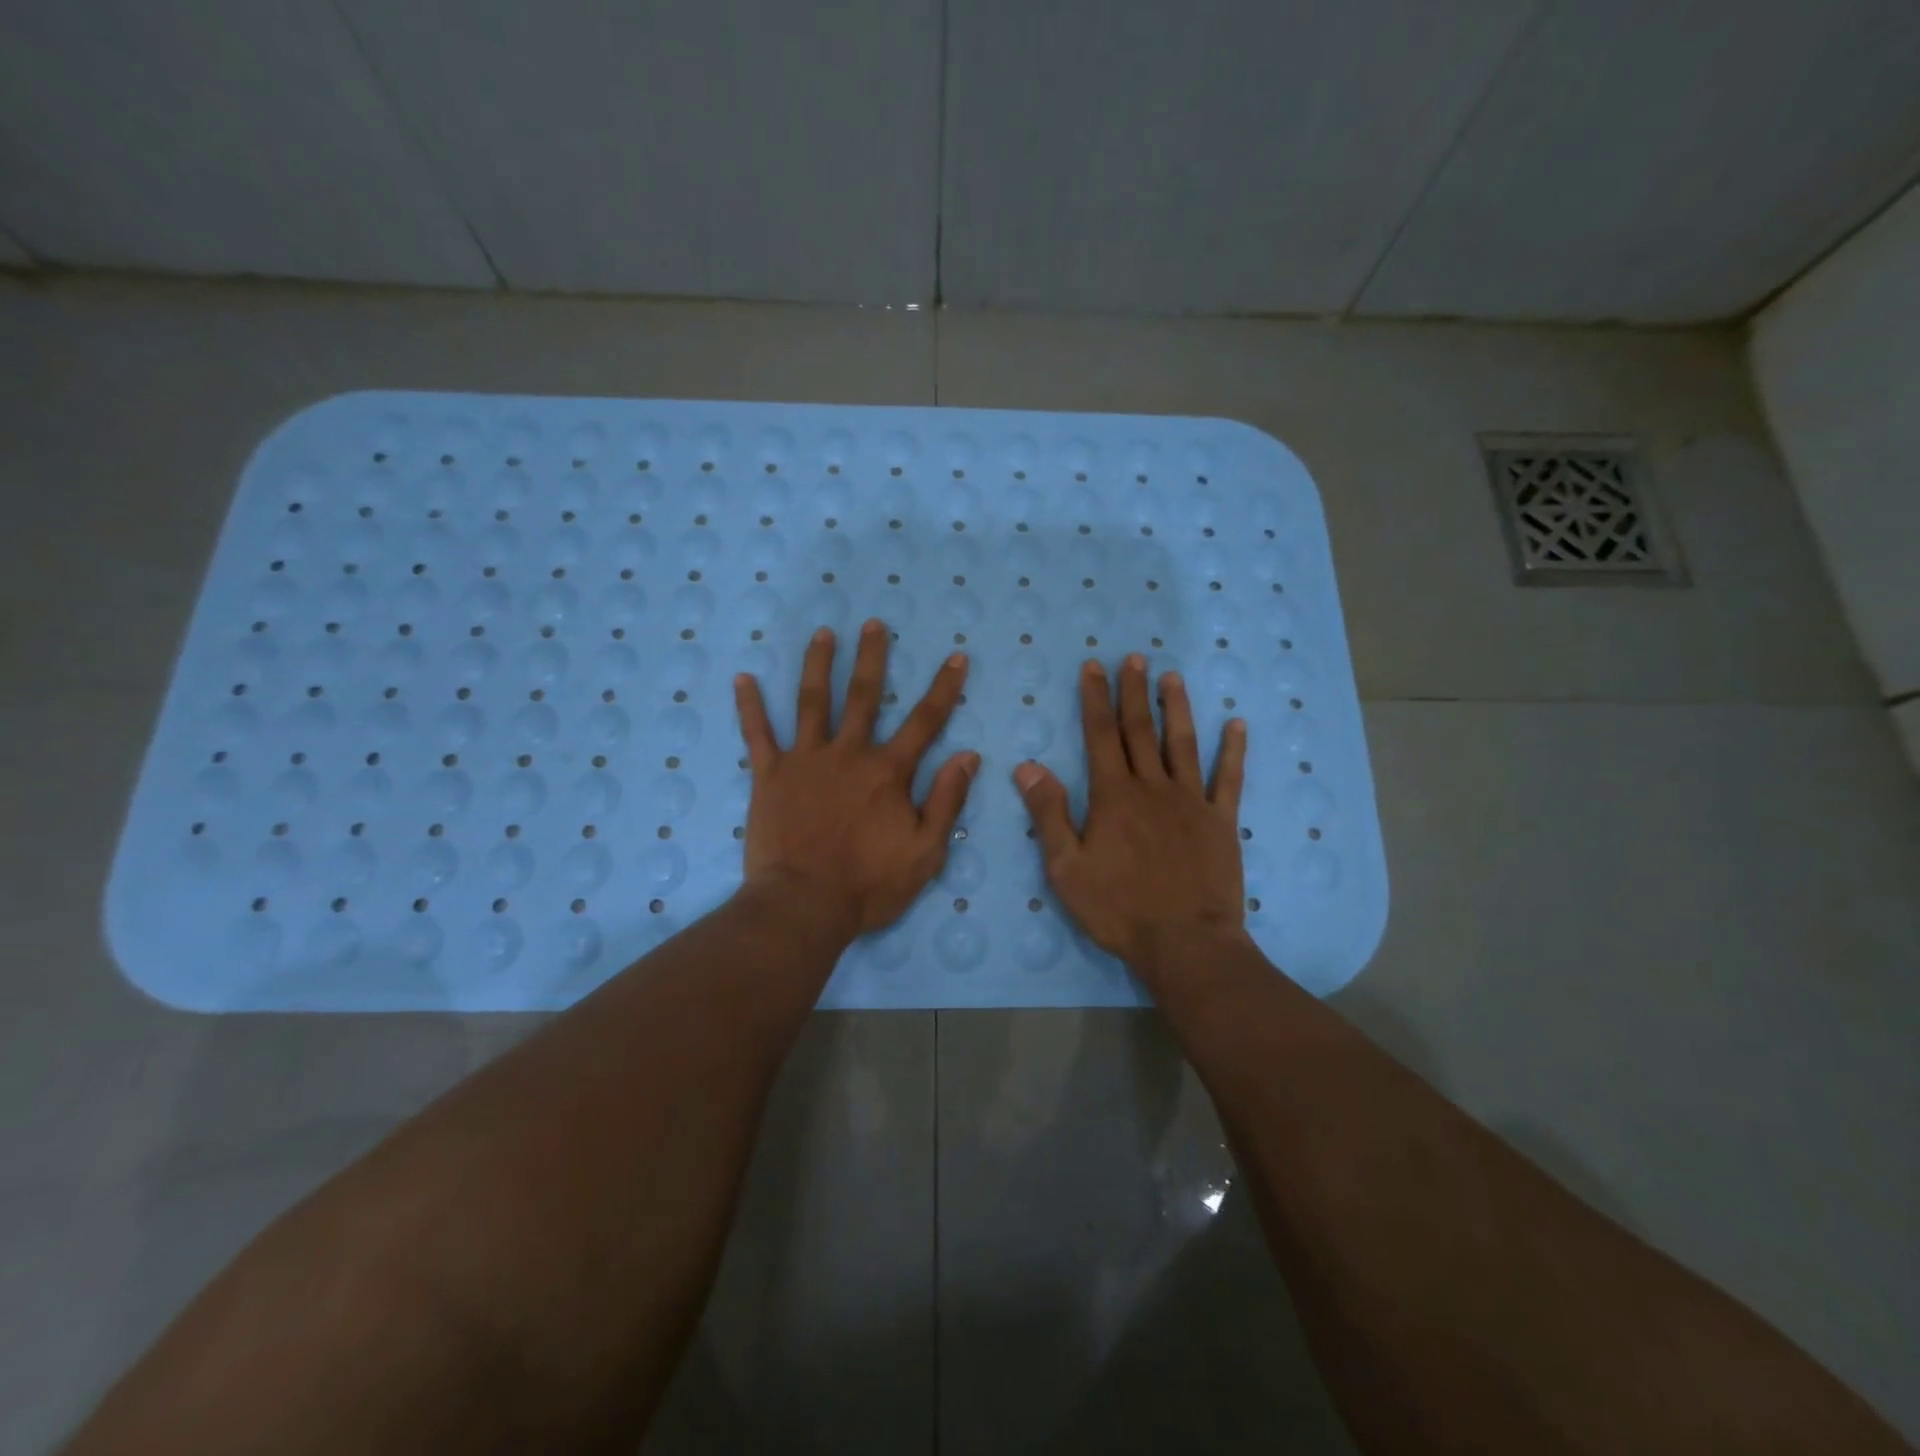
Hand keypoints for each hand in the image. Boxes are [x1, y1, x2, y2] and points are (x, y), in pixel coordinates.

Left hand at [735, 620, 977, 940]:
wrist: (804, 905)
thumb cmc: (870, 884)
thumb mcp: (926, 851)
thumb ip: (947, 800)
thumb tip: (968, 756)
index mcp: (888, 772)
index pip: (925, 722)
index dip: (944, 688)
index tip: (955, 657)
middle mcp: (848, 754)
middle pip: (864, 697)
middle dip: (872, 658)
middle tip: (874, 624)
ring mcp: (805, 761)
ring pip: (813, 702)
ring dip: (819, 665)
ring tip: (823, 633)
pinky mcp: (769, 776)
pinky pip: (757, 734)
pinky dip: (750, 706)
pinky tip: (743, 678)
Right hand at [1015, 654, 1248, 971]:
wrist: (1185, 944)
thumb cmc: (1118, 909)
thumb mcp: (1066, 868)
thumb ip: (1049, 815)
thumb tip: (1028, 767)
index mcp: (1113, 797)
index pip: (1100, 736)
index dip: (1095, 699)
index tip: (1094, 667)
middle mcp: (1152, 788)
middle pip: (1140, 731)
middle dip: (1133, 692)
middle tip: (1134, 657)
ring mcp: (1191, 802)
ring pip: (1183, 744)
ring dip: (1177, 708)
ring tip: (1172, 677)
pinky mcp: (1221, 822)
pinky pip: (1228, 779)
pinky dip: (1233, 751)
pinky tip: (1237, 725)